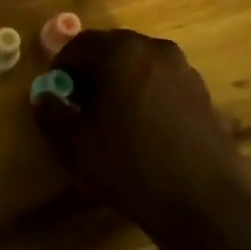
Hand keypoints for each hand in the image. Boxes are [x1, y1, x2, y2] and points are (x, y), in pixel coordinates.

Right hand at [32, 29, 250, 239]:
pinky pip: (162, 82)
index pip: (79, 45)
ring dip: (120, 82)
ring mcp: (184, 70)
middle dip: (91, 72)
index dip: (62, 69)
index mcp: (121, 53)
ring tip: (113, 120)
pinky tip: (144, 130)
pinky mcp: (203, 93)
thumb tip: (45, 95)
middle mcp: (155, 49)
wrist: (205, 204)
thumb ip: (51, 113)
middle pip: (111, 50)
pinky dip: (146, 94)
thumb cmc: (131, 168)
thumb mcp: (76, 146)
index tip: (58, 97)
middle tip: (81, 107)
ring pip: (139, 65)